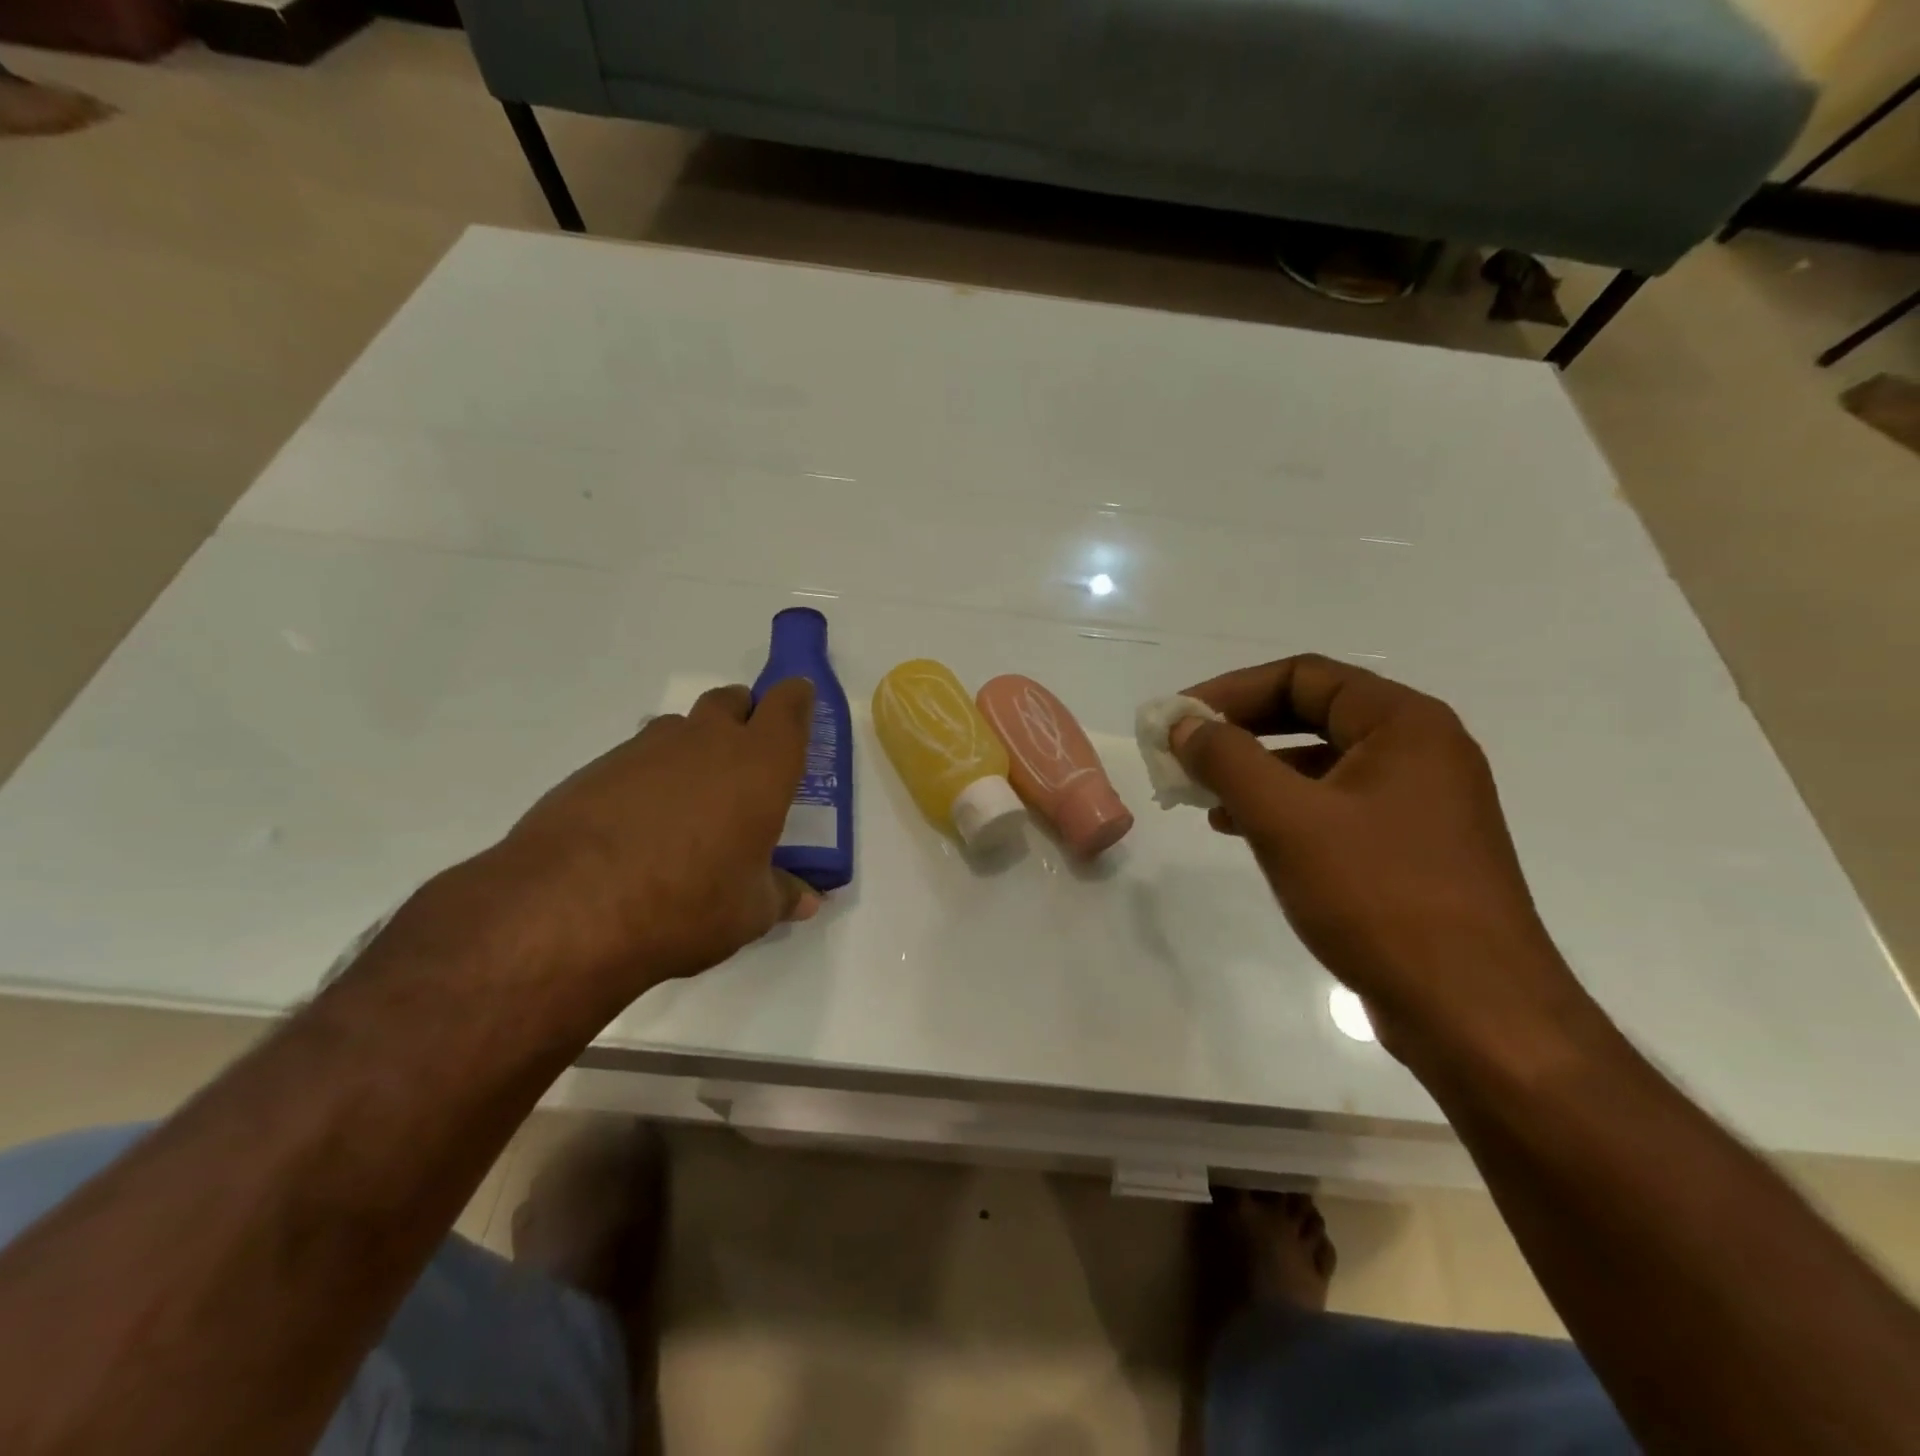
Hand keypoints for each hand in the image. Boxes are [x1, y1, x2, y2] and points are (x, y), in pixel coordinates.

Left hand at [478, 680, 820, 999]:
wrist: (568, 908)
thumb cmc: (687, 903)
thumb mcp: (749, 913)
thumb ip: (782, 895)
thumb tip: (808, 900)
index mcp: (760, 764)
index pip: (789, 705)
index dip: (797, 700)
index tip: (801, 706)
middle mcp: (708, 742)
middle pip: (732, 701)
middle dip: (745, 716)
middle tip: (748, 760)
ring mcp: (648, 749)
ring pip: (682, 727)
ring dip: (695, 747)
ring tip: (692, 801)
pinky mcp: (598, 768)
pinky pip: (639, 756)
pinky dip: (651, 776)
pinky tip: (641, 823)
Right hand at [1171, 654, 1585, 1059]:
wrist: (1472, 1013)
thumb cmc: (1378, 897)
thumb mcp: (1286, 819)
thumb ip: (1226, 760)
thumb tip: (1183, 723)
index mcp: (1404, 724)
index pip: (1303, 676)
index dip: (1231, 690)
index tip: (1179, 717)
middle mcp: (1419, 752)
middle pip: (1312, 715)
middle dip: (1240, 730)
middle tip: (1184, 749)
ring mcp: (1419, 804)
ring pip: (1319, 764)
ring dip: (1255, 771)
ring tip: (1201, 795)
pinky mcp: (1410, 850)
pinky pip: (1333, 807)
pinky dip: (1282, 809)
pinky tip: (1240, 831)